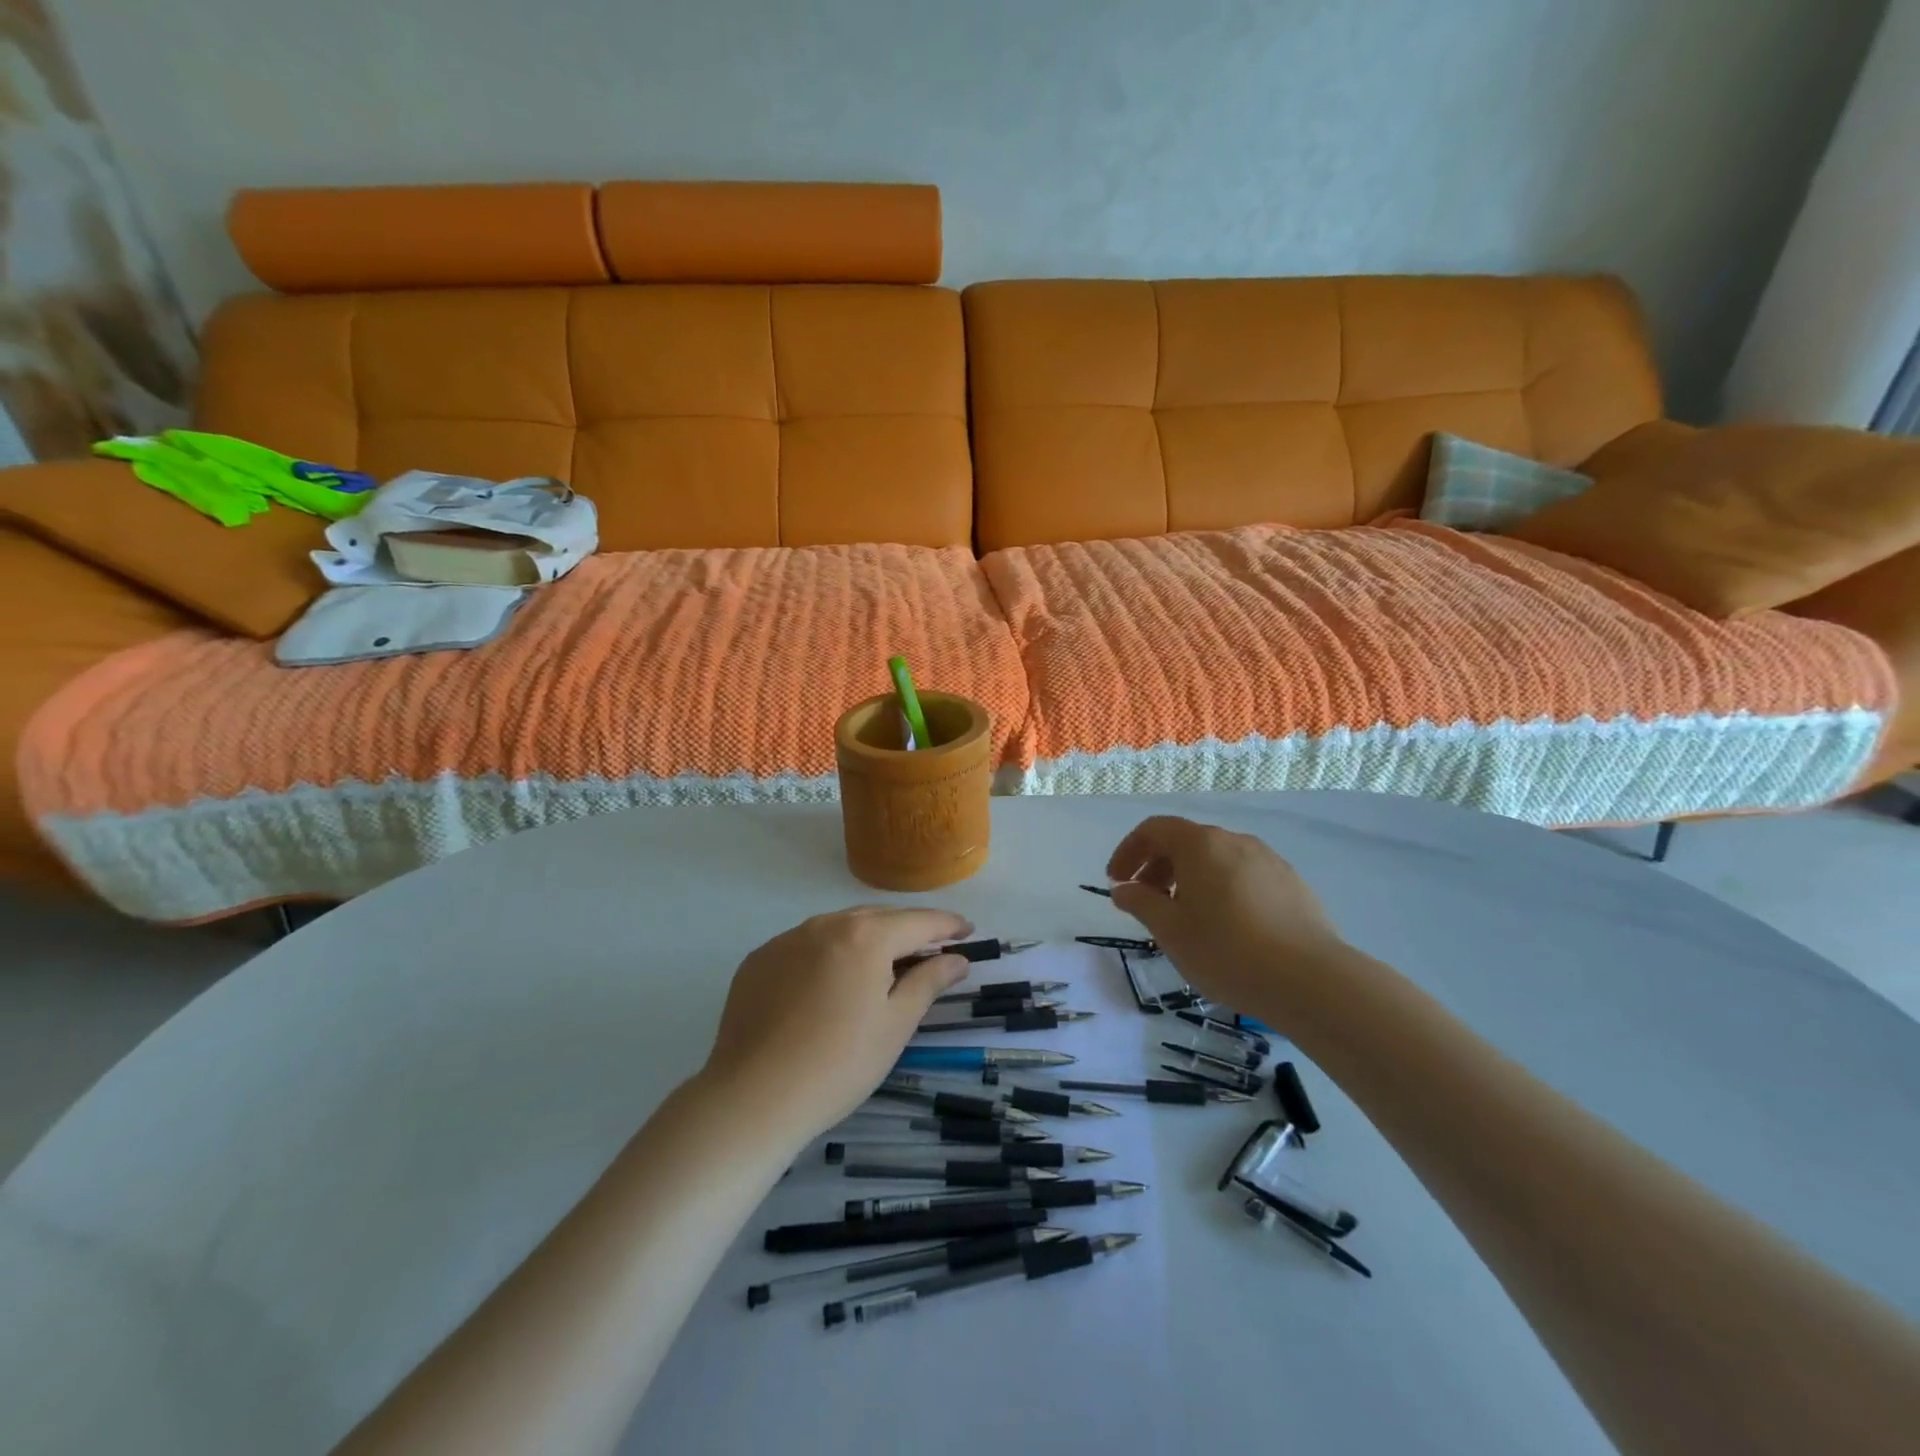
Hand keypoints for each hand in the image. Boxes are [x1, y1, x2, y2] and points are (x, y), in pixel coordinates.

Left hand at [700, 907, 972, 1141]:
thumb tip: (956, 958)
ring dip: (865, 939)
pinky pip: (804, 946)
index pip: (918, 921)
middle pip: (878, 918)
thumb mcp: (895, 1025)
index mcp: (865, 935)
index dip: (947, 925)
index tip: (968, 931)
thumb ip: (929, 982)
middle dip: (907, 930)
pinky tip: (827, 987)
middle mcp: (825, 923)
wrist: (752, 1098)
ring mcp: (786, 939)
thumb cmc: (838, 1064)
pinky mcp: (758, 960)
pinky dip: (827, 955)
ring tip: (880, 966)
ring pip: (838, 928)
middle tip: (930, 951)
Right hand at [1104, 815, 1350, 1021]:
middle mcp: (1234, 841)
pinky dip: (1220, 888)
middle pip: (1185, 841)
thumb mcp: (1171, 931)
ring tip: (1185, 916)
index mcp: (1200, 845)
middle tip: (1146, 901)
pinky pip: (1243, 875)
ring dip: (1189, 878)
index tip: (1117, 881)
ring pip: (1216, 859)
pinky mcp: (1291, 883)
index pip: (1154, 829)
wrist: (1311, 980)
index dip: (1129, 851)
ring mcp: (1268, 860)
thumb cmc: (1227, 951)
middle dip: (1157, 866)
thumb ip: (1141, 903)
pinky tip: (1226, 925)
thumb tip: (1123, 889)